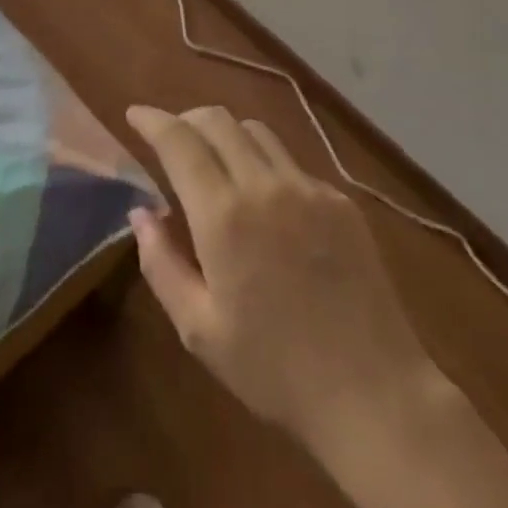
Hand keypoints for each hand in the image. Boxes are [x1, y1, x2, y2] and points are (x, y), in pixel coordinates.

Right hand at [124, 106, 436, 455]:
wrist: (373, 393)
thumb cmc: (274, 370)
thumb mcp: (199, 329)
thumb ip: (161, 263)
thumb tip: (141, 212)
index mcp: (223, 215)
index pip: (178, 140)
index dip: (152, 119)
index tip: (134, 114)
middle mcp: (264, 185)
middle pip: (217, 119)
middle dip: (185, 119)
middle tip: (170, 140)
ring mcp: (307, 187)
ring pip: (255, 130)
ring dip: (225, 134)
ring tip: (216, 163)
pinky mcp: (339, 199)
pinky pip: (290, 161)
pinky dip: (264, 163)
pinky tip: (266, 201)